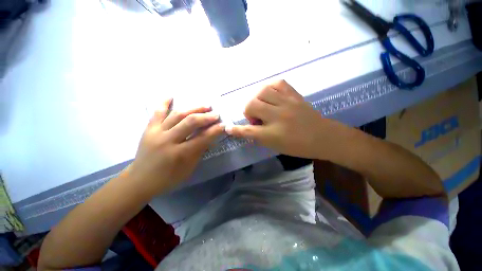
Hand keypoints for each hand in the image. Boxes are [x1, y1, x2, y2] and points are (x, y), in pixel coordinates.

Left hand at [128, 98, 223, 196]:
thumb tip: (210, 137)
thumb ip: (199, 151)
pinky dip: (164, 103)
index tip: (223, 125)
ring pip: (177, 115)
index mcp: (180, 154)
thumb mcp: (188, 168)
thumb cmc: (168, 178)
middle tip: (216, 114)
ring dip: (193, 108)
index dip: (215, 130)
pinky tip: (171, 96)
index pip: (202, 138)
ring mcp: (156, 132)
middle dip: (206, 117)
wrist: (140, 180)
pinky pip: (157, 113)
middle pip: (190, 123)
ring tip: (205, 105)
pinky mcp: (148, 129)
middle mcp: (168, 140)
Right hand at [225, 80, 324, 157]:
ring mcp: (287, 103)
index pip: (248, 131)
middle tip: (255, 117)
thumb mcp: (276, 146)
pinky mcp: (295, 95)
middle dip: (248, 111)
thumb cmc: (299, 146)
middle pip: (251, 105)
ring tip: (262, 105)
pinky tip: (271, 94)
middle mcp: (278, 117)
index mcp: (272, 134)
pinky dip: (270, 87)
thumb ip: (259, 137)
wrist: (324, 137)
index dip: (236, 130)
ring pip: (262, 92)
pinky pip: (278, 83)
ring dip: (257, 98)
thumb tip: (248, 128)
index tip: (228, 128)